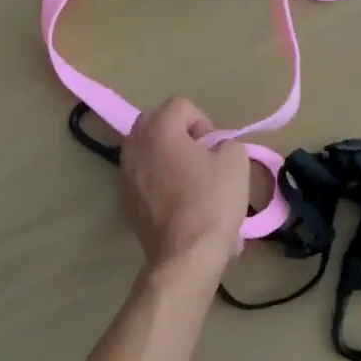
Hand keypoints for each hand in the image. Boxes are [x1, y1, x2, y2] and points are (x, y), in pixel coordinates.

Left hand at [120, 97, 249, 271]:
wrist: (185, 254)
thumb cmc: (212, 202)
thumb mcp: (236, 162)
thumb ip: (227, 143)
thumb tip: (217, 150)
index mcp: (160, 130)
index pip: (180, 105)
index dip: (204, 122)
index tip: (214, 148)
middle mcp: (135, 145)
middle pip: (156, 122)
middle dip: (180, 133)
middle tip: (202, 157)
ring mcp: (125, 173)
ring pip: (146, 149)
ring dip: (167, 155)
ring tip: (190, 180)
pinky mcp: (124, 198)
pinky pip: (142, 174)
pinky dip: (158, 177)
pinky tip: (178, 200)